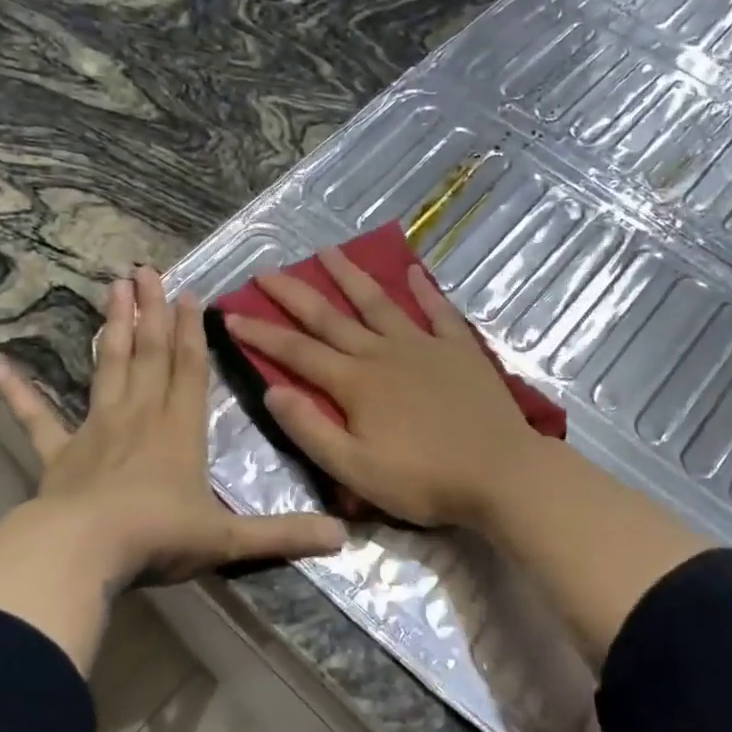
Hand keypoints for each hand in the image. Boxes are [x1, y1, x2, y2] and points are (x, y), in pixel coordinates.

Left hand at [0, 268, 344, 671]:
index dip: (192, 330)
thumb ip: (284, 535)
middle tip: (145, 268)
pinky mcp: (59, 455)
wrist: (85, 552)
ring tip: (110, 288)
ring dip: (111, 328)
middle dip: (151, 310)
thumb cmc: (159, 537)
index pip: (190, 369)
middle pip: (148, 353)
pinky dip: (19, 393)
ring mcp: (96, 431)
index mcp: (180, 430)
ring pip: (107, 368)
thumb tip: (344, 538)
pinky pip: (37, 418)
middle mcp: (140, 417)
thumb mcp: (230, 539)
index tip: (190, 293)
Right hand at [223, 247, 545, 528]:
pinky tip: (412, 270)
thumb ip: (311, 430)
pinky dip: (424, 289)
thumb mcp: (356, 469)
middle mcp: (383, 353)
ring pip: (378, 302)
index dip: (261, 334)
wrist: (501, 474)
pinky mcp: (459, 349)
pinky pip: (438, 311)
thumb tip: (272, 391)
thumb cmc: (424, 480)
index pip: (296, 352)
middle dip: (294, 294)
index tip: (230, 315)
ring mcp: (424, 346)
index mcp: (355, 383)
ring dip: (350, 276)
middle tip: (267, 271)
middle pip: (330, 317)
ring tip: (327, 251)